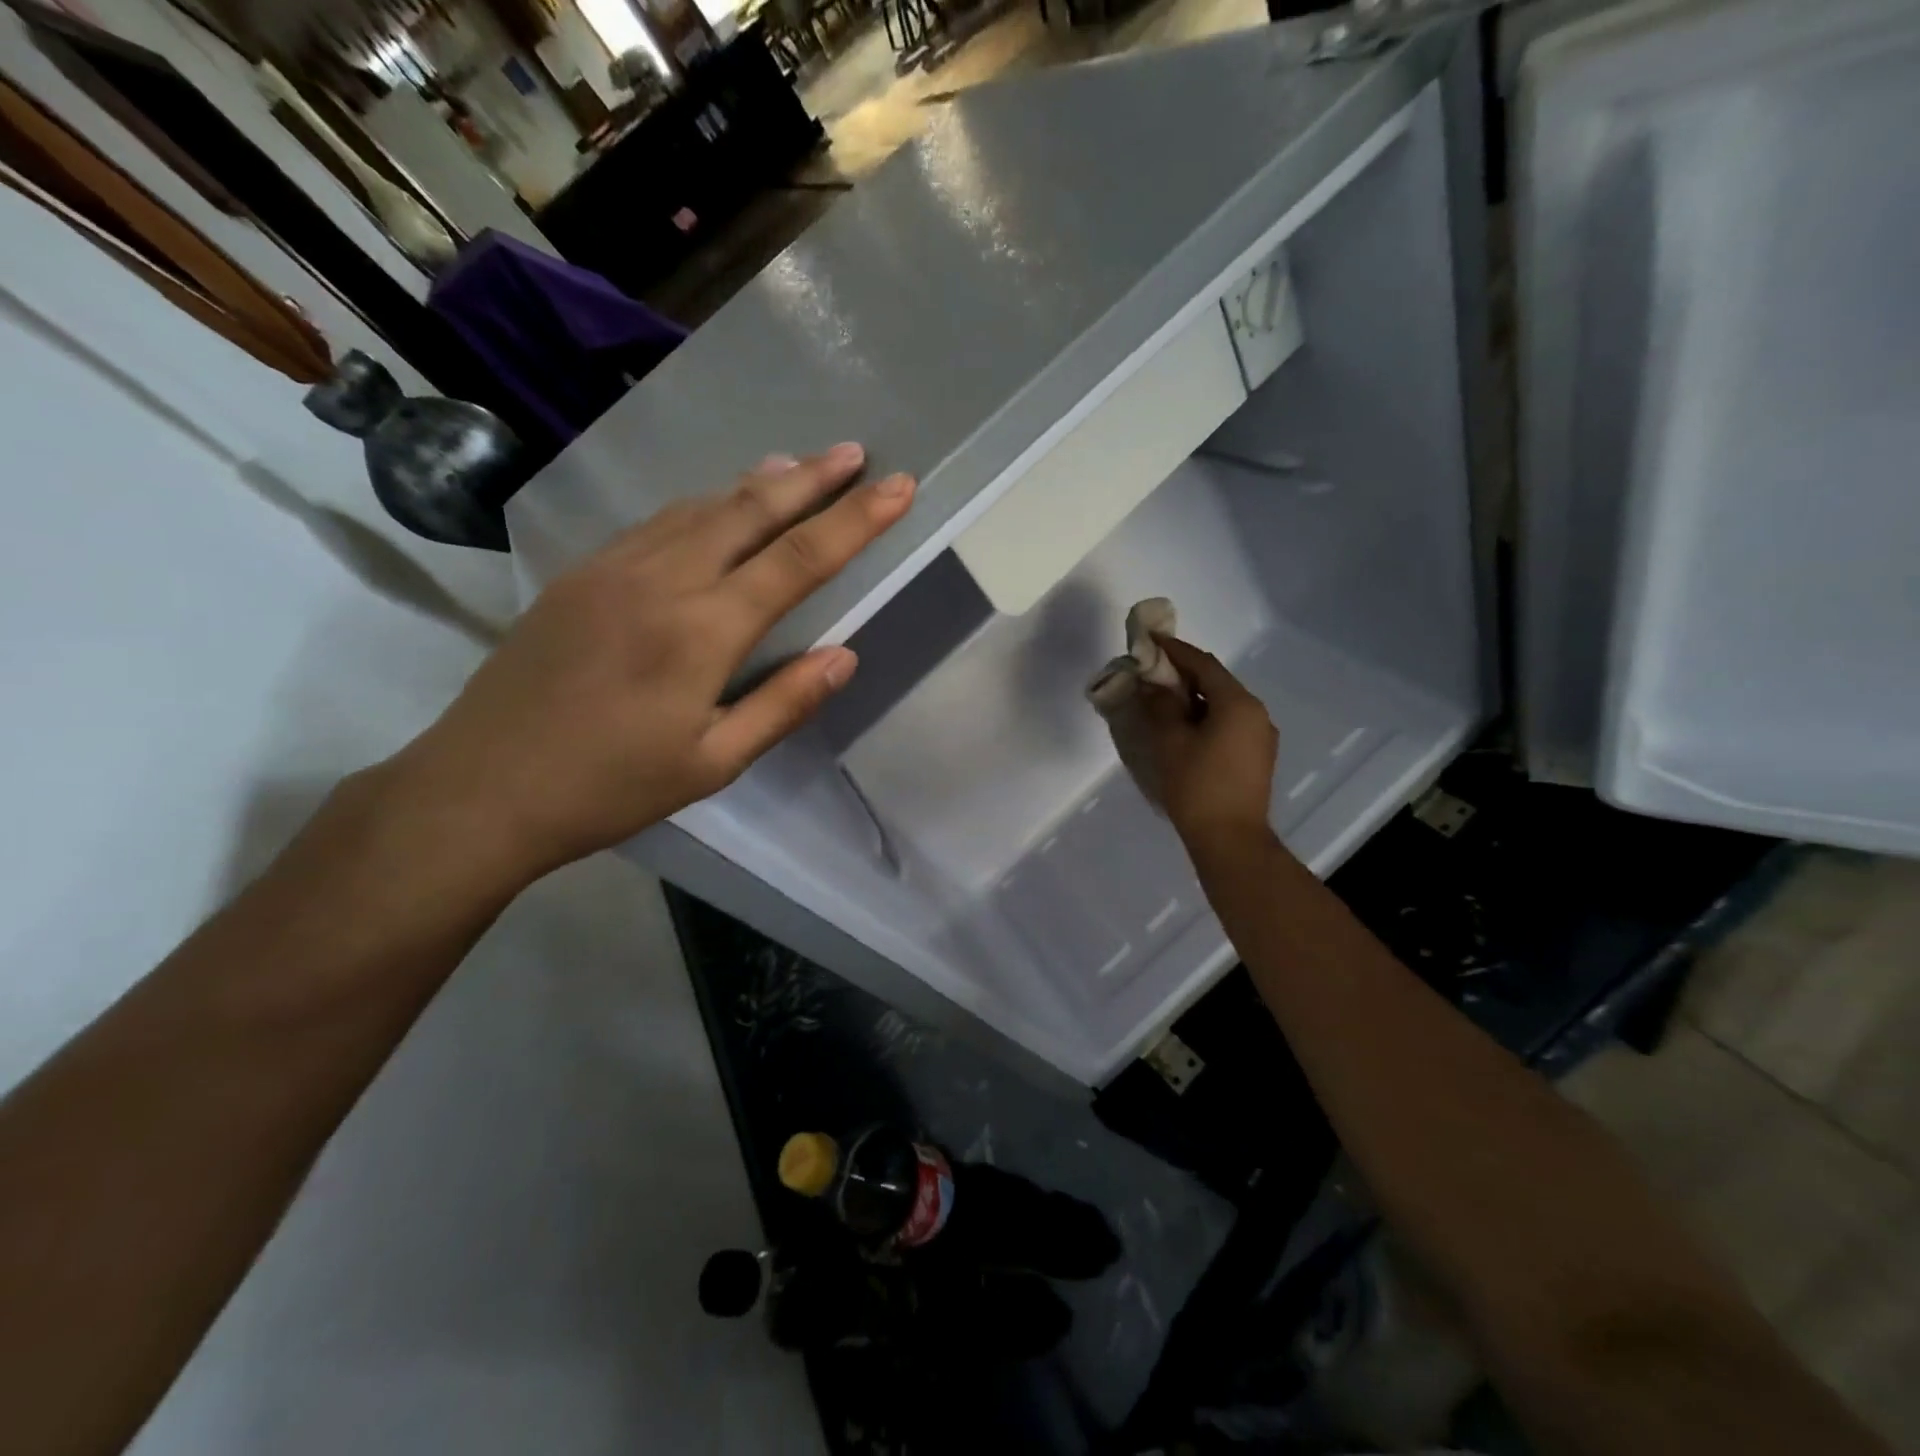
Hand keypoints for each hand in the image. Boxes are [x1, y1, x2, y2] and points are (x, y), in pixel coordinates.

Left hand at [384, 444, 913, 884]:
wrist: (482, 787)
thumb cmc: (609, 787)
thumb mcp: (712, 763)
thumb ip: (782, 704)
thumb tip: (845, 656)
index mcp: (703, 631)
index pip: (799, 560)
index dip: (856, 520)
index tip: (898, 486)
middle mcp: (663, 580)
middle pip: (751, 511)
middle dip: (812, 479)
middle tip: (854, 453)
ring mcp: (615, 568)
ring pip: (702, 507)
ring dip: (758, 483)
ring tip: (800, 465)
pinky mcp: (582, 573)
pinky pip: (660, 522)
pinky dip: (705, 504)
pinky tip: (719, 504)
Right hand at [1140, 636, 1279, 849]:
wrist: (1231, 839)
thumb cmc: (1198, 787)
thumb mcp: (1171, 742)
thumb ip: (1160, 707)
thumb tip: (1152, 684)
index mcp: (1238, 703)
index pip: (1203, 664)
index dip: (1174, 650)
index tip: (1150, 640)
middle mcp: (1256, 712)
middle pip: (1216, 681)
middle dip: (1182, 674)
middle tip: (1151, 671)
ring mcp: (1260, 736)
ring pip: (1223, 703)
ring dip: (1193, 696)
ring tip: (1162, 699)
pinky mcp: (1256, 756)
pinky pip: (1229, 722)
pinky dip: (1205, 716)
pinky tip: (1183, 727)